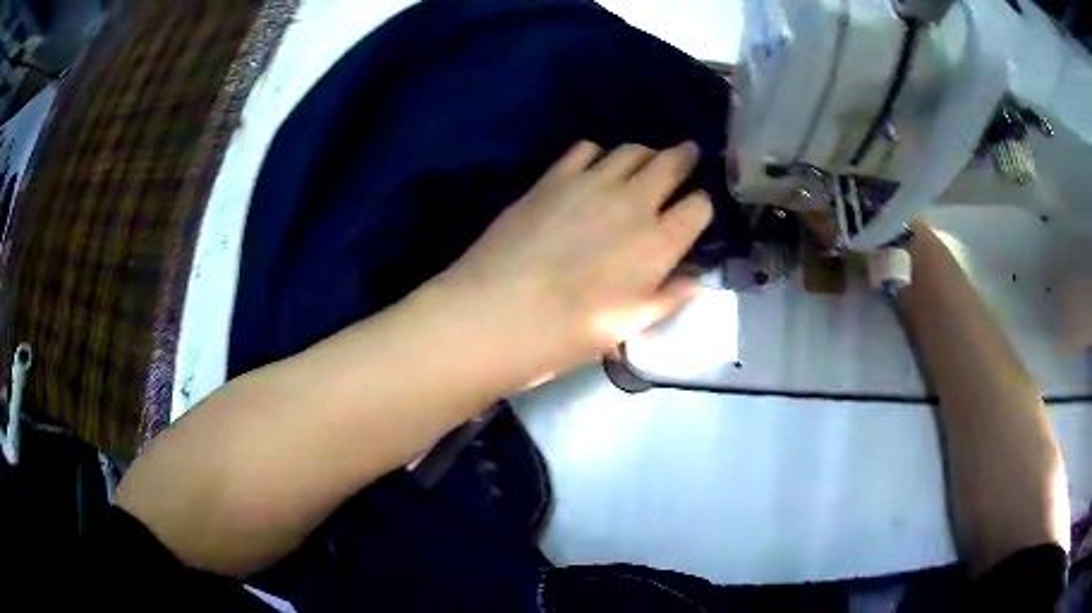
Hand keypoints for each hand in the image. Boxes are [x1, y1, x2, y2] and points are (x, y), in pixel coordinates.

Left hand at [435, 141, 713, 385]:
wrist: (495, 314)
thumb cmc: (566, 333)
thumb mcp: (627, 326)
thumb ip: (667, 298)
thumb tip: (697, 281)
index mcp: (658, 243)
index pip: (699, 206)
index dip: (701, 205)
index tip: (694, 210)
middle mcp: (633, 202)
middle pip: (671, 162)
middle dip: (683, 158)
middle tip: (685, 157)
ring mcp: (591, 183)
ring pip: (632, 149)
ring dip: (645, 154)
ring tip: (642, 164)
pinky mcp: (553, 178)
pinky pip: (585, 149)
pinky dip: (599, 154)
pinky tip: (593, 169)